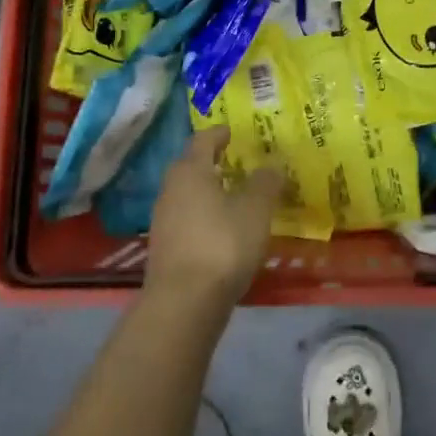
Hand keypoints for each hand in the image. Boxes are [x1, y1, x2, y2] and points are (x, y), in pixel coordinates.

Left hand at [143, 127, 283, 312]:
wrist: (183, 304)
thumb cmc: (222, 244)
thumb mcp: (255, 210)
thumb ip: (265, 183)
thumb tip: (272, 165)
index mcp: (191, 170)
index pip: (203, 140)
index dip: (219, 133)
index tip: (232, 131)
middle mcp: (171, 189)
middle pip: (190, 166)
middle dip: (211, 162)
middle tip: (234, 162)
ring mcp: (163, 220)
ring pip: (186, 195)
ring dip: (206, 191)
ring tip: (231, 197)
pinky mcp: (163, 249)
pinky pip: (185, 220)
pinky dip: (202, 217)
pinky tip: (220, 230)